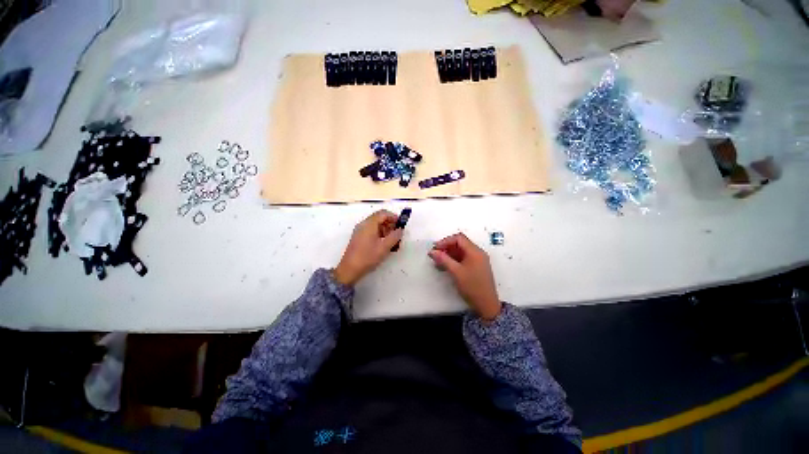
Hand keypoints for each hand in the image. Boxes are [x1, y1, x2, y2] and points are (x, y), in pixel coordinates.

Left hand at [333, 210, 404, 285]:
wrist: (349, 269)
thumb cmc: (368, 257)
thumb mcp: (384, 247)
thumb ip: (394, 236)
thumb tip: (400, 230)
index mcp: (369, 224)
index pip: (383, 213)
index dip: (394, 217)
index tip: (401, 225)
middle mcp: (363, 224)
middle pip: (379, 218)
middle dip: (390, 225)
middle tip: (397, 235)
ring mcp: (360, 231)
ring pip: (375, 225)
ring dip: (385, 230)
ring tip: (392, 242)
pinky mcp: (358, 237)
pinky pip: (371, 231)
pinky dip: (379, 234)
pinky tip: (383, 245)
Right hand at [428, 233, 501, 320]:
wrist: (487, 305)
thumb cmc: (472, 286)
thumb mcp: (456, 272)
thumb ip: (443, 260)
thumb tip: (432, 251)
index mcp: (475, 251)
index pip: (459, 238)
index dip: (445, 241)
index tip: (435, 248)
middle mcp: (478, 253)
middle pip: (460, 244)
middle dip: (446, 247)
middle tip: (435, 255)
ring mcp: (478, 260)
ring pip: (461, 252)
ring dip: (449, 254)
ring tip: (438, 262)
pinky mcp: (476, 267)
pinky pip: (464, 258)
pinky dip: (454, 260)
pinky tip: (445, 267)